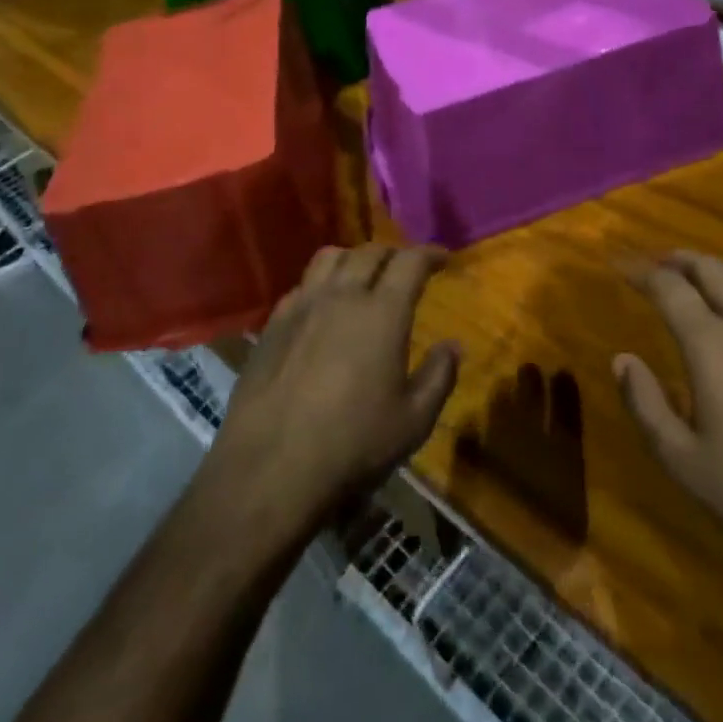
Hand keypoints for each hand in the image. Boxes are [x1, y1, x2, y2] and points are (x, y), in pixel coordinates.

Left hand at [206, 244, 460, 537]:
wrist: (269, 469)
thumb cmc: (352, 445)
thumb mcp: (414, 421)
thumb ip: (439, 376)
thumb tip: (453, 345)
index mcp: (383, 313)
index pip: (410, 261)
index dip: (431, 254)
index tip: (444, 258)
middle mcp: (342, 296)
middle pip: (370, 252)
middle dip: (394, 253)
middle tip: (406, 267)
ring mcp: (302, 306)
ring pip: (330, 257)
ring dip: (354, 258)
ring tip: (363, 275)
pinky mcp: (272, 325)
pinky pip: (302, 285)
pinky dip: (321, 284)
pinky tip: (323, 307)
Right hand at [614, 253, 722, 609]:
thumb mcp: (683, 461)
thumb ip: (645, 404)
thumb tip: (622, 360)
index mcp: (713, 344)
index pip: (670, 288)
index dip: (641, 272)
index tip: (620, 266)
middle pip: (712, 269)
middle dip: (680, 260)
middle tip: (656, 264)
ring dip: (716, 269)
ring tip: (698, 280)